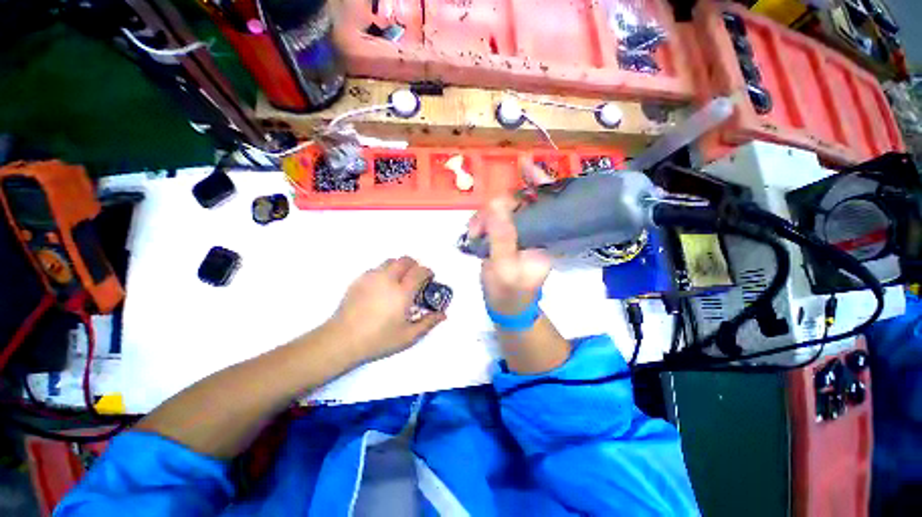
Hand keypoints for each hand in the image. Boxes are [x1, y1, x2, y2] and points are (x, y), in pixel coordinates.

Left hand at [329, 256, 445, 362]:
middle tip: (415, 278)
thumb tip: (443, 315)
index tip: (429, 278)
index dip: (428, 272)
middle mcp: (388, 279)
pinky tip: (382, 287)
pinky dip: (384, 272)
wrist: (342, 339)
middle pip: (405, 260)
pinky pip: (376, 268)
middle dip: (414, 265)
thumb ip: (428, 323)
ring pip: (390, 261)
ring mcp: (371, 277)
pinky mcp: (359, 280)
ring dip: (399, 267)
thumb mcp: (408, 336)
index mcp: (402, 292)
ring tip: (398, 281)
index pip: (420, 271)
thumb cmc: (378, 339)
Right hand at [467, 165, 553, 314]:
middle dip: (495, 209)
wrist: (505, 307)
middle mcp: (535, 231)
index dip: (538, 182)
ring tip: (473, 235)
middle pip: (519, 202)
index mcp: (545, 237)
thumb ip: (502, 237)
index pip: (546, 203)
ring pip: (502, 210)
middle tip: (477, 227)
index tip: (525, 165)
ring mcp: (519, 232)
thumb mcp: (504, 267)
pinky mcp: (505, 236)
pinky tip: (473, 233)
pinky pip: (493, 219)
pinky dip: (480, 223)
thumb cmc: (509, 292)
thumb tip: (496, 203)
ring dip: (483, 218)